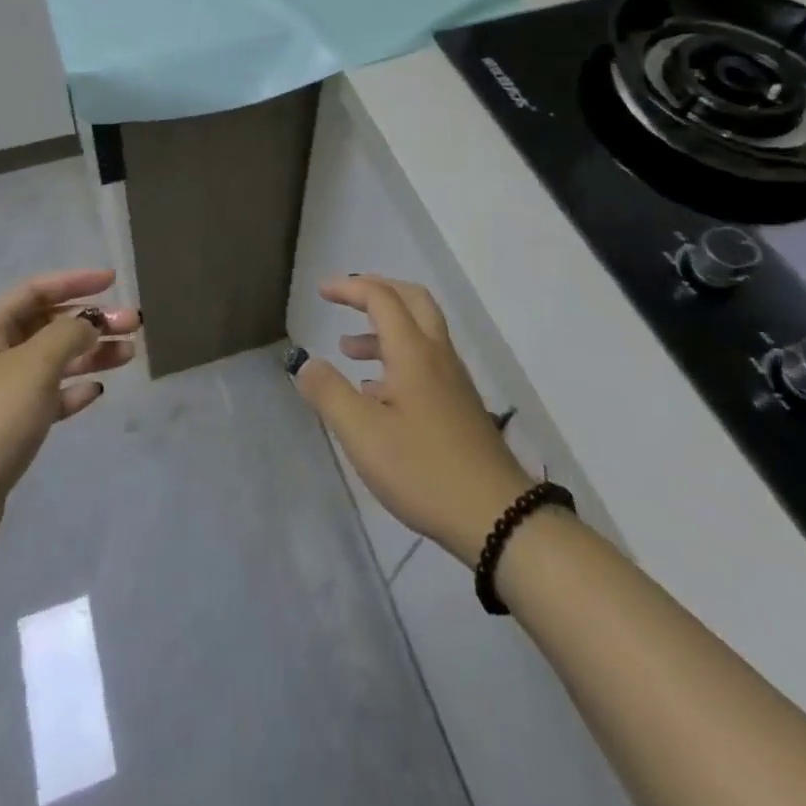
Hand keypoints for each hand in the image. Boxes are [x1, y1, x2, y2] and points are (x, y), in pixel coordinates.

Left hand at [0, 269, 137, 568]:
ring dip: (89, 354)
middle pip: (46, 325)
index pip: (34, 290)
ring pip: (50, 362)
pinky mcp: (5, 430)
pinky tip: (96, 393)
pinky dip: (71, 390)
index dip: (74, 281)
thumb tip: (88, 323)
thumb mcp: (34, 365)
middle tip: (133, 325)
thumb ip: (68, 334)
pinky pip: (45, 398)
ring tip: (129, 355)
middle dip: (90, 321)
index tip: (113, 281)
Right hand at [292, 276, 532, 561]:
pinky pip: (426, 360)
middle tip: (345, 298)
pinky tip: (377, 392)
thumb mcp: (363, 434)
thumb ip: (329, 393)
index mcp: (414, 352)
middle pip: (412, 300)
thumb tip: (306, 363)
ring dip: (384, 328)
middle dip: (376, 291)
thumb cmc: (424, 470)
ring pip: (420, 332)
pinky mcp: (460, 405)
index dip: (349, 288)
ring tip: (348, 349)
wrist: (499, 517)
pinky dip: (397, 356)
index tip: (321, 291)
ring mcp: (454, 380)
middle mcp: (437, 355)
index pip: (381, 298)